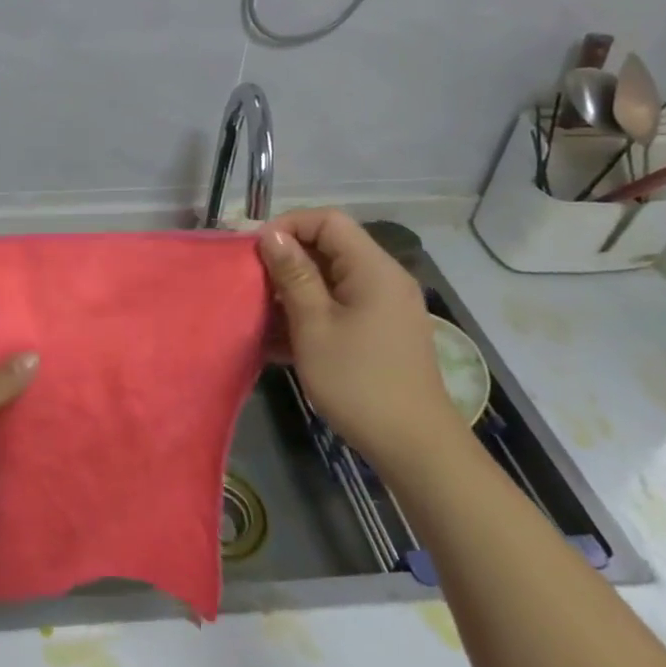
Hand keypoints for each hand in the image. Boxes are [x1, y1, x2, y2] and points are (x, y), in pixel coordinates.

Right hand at [256, 209, 467, 469]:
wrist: (413, 445)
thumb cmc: (357, 381)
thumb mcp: (314, 326)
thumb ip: (293, 276)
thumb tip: (272, 235)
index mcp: (373, 269)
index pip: (328, 221)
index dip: (289, 226)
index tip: (255, 252)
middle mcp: (384, 279)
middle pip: (331, 247)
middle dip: (288, 259)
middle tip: (252, 282)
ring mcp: (385, 307)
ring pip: (332, 278)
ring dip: (296, 289)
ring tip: (262, 312)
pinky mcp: (381, 332)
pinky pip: (341, 305)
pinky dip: (312, 312)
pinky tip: (283, 338)